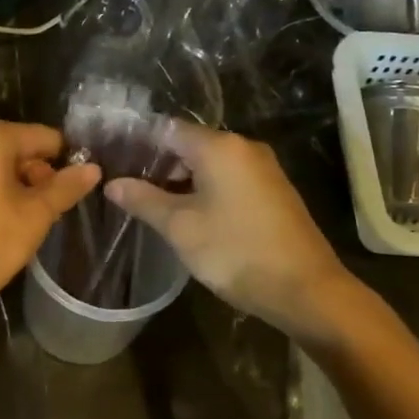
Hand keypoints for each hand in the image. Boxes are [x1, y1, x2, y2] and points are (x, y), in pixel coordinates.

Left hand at [0, 120, 100, 319]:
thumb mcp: (34, 216)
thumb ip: (65, 188)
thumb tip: (93, 168)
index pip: (44, 137)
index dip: (67, 161)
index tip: (78, 190)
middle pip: (16, 149)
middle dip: (38, 177)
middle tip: (52, 212)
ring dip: (15, 189)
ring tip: (28, 223)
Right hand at [105, 121, 365, 338]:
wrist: (306, 289)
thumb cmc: (236, 251)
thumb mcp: (180, 227)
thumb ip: (143, 200)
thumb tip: (112, 183)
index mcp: (220, 147)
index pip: (167, 129)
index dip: (138, 143)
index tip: (114, 160)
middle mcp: (244, 147)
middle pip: (190, 144)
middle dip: (158, 163)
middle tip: (127, 186)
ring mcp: (263, 169)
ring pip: (211, 163)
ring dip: (181, 179)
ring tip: (151, 202)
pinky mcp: (274, 191)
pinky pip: (230, 178)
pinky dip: (206, 189)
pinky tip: (189, 213)